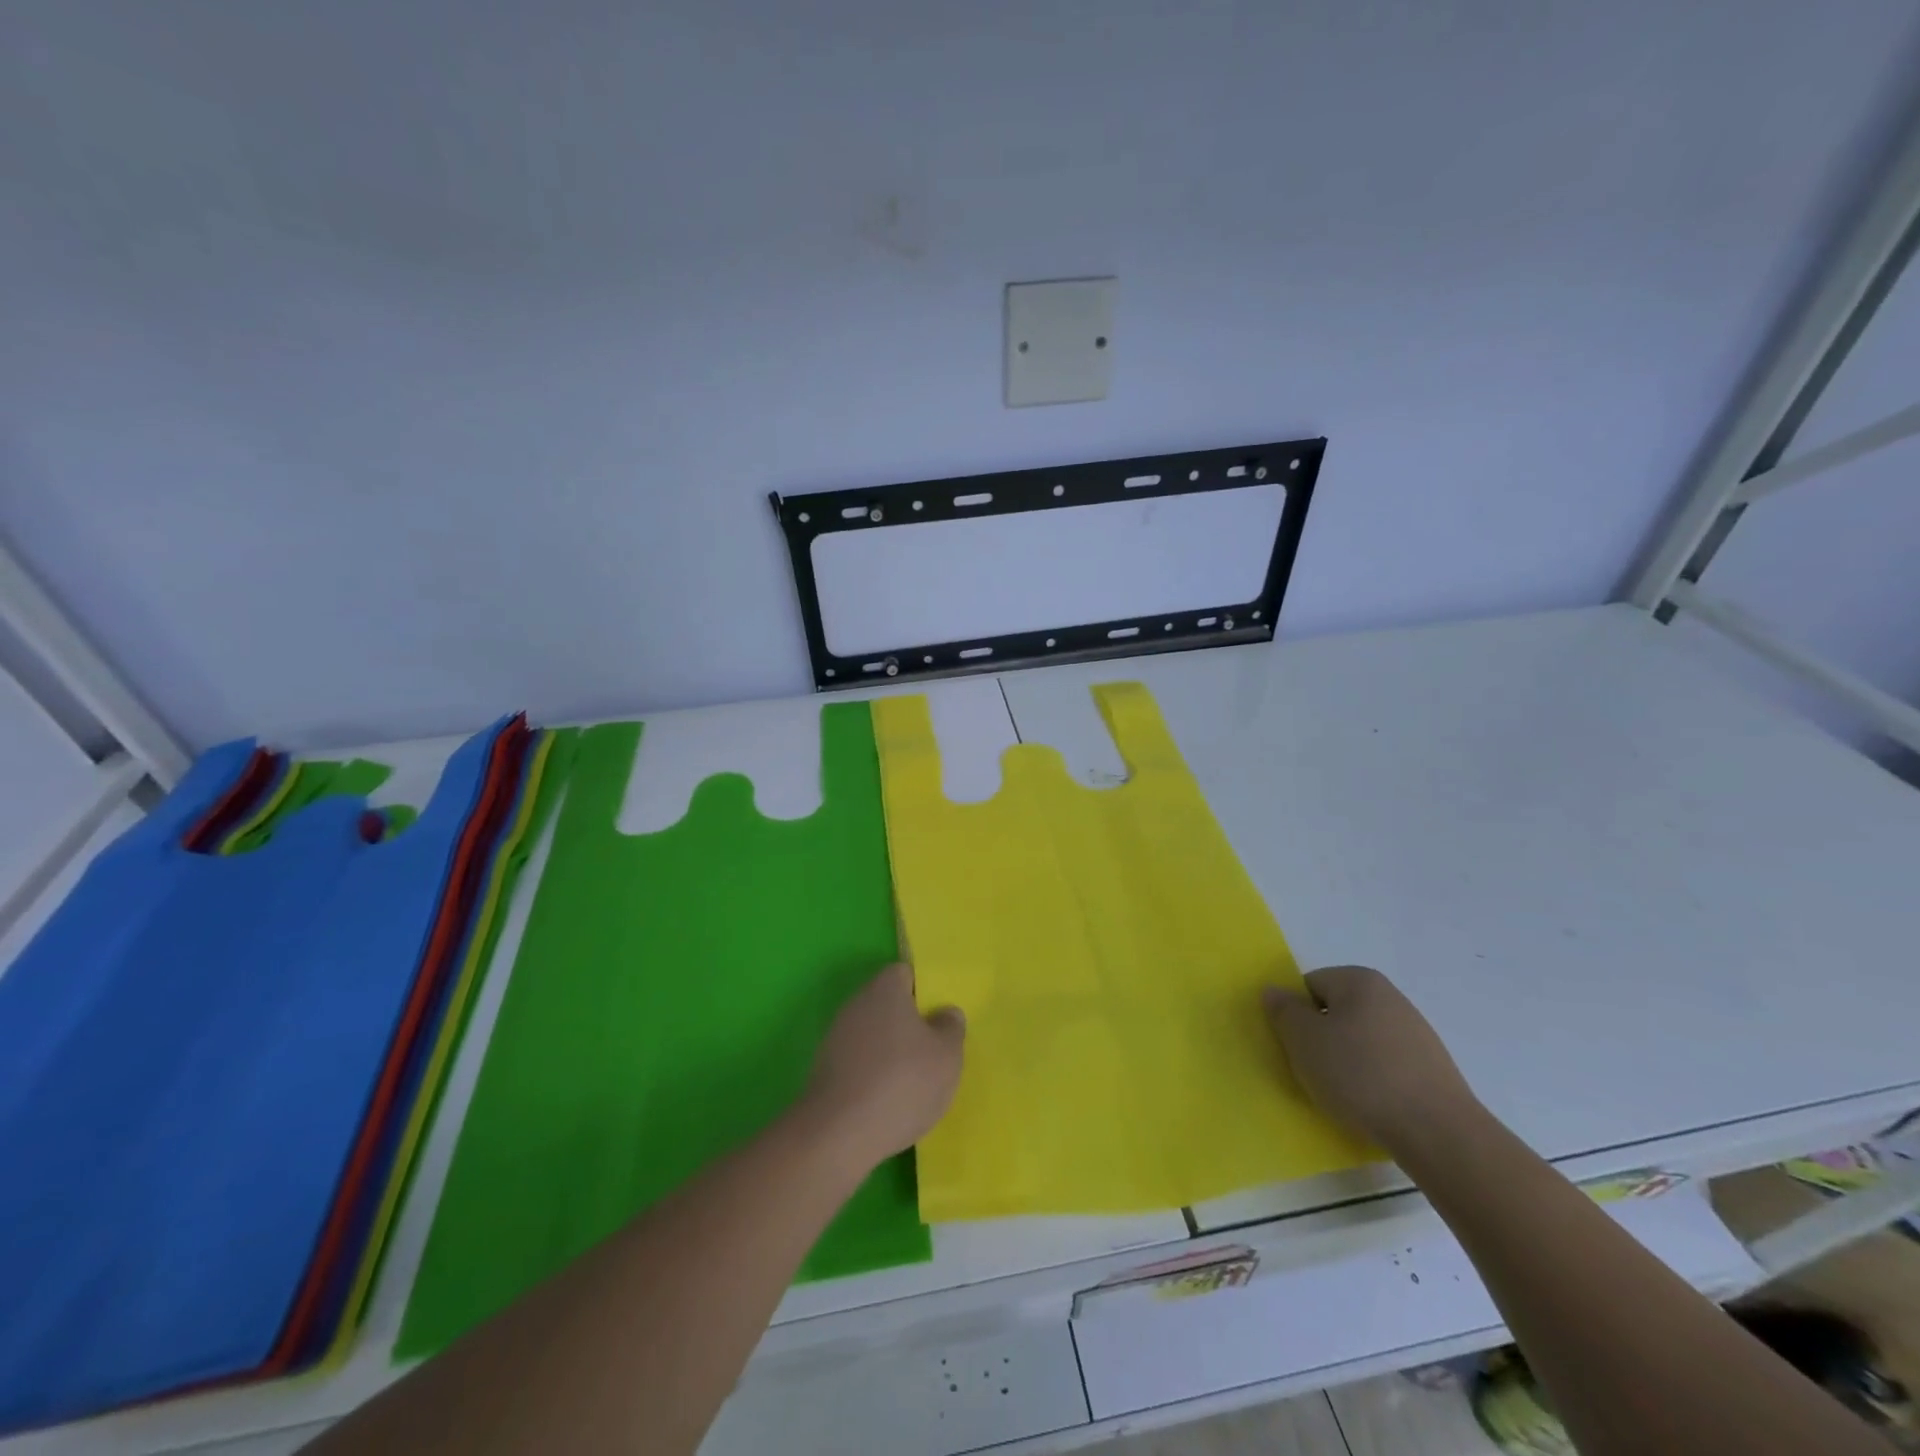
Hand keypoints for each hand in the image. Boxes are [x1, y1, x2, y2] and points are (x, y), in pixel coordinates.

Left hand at [803, 963, 965, 1167]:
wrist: (838, 1135)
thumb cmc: (902, 1083)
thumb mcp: (946, 1056)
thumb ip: (951, 1028)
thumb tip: (945, 1013)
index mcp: (885, 989)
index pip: (904, 973)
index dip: (924, 990)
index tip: (940, 1016)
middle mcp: (856, 1004)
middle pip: (888, 1004)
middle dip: (909, 1024)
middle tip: (933, 1050)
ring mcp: (836, 1037)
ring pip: (873, 1035)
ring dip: (891, 1052)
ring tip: (914, 1083)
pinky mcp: (825, 1070)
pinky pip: (859, 1062)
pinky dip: (873, 1075)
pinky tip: (888, 1102)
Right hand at [1262, 965, 1480, 1153]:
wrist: (1439, 1133)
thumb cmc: (1360, 1075)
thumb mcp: (1304, 1040)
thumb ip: (1283, 1011)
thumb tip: (1274, 991)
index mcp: (1360, 980)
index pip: (1310, 985)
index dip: (1296, 1014)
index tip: (1295, 1046)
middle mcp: (1391, 997)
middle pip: (1337, 1011)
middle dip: (1321, 1038)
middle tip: (1312, 1069)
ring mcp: (1416, 1034)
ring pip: (1361, 1041)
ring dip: (1346, 1062)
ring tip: (1342, 1094)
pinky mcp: (1432, 1070)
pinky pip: (1385, 1066)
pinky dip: (1372, 1081)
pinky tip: (1370, 1106)